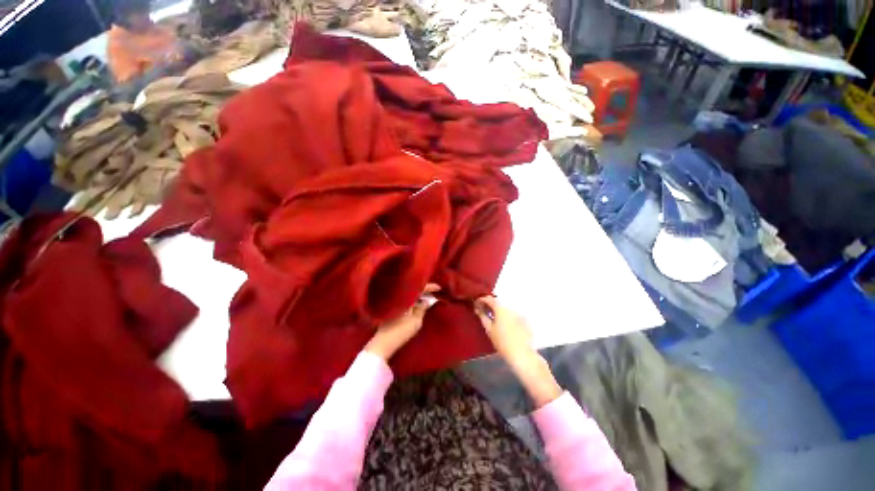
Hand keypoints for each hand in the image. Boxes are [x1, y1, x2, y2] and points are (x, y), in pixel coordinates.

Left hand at [365, 284, 439, 360]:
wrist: (383, 343)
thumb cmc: (401, 331)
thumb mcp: (416, 321)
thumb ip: (423, 308)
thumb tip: (428, 300)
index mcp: (405, 297)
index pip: (419, 288)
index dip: (430, 287)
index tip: (439, 288)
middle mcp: (398, 296)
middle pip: (413, 289)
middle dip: (424, 290)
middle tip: (435, 292)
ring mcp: (393, 302)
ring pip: (409, 295)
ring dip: (418, 295)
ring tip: (428, 297)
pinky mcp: (391, 309)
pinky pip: (405, 300)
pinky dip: (413, 300)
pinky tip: (418, 304)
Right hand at [473, 296, 536, 369]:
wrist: (522, 355)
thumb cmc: (502, 342)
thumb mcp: (489, 329)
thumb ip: (483, 316)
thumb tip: (478, 309)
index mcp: (501, 309)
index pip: (490, 299)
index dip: (482, 300)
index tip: (477, 303)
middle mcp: (511, 308)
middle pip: (499, 303)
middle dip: (490, 305)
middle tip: (483, 310)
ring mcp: (519, 314)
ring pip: (506, 309)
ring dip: (499, 310)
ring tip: (493, 317)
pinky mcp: (525, 321)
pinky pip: (513, 315)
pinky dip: (507, 316)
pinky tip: (505, 324)